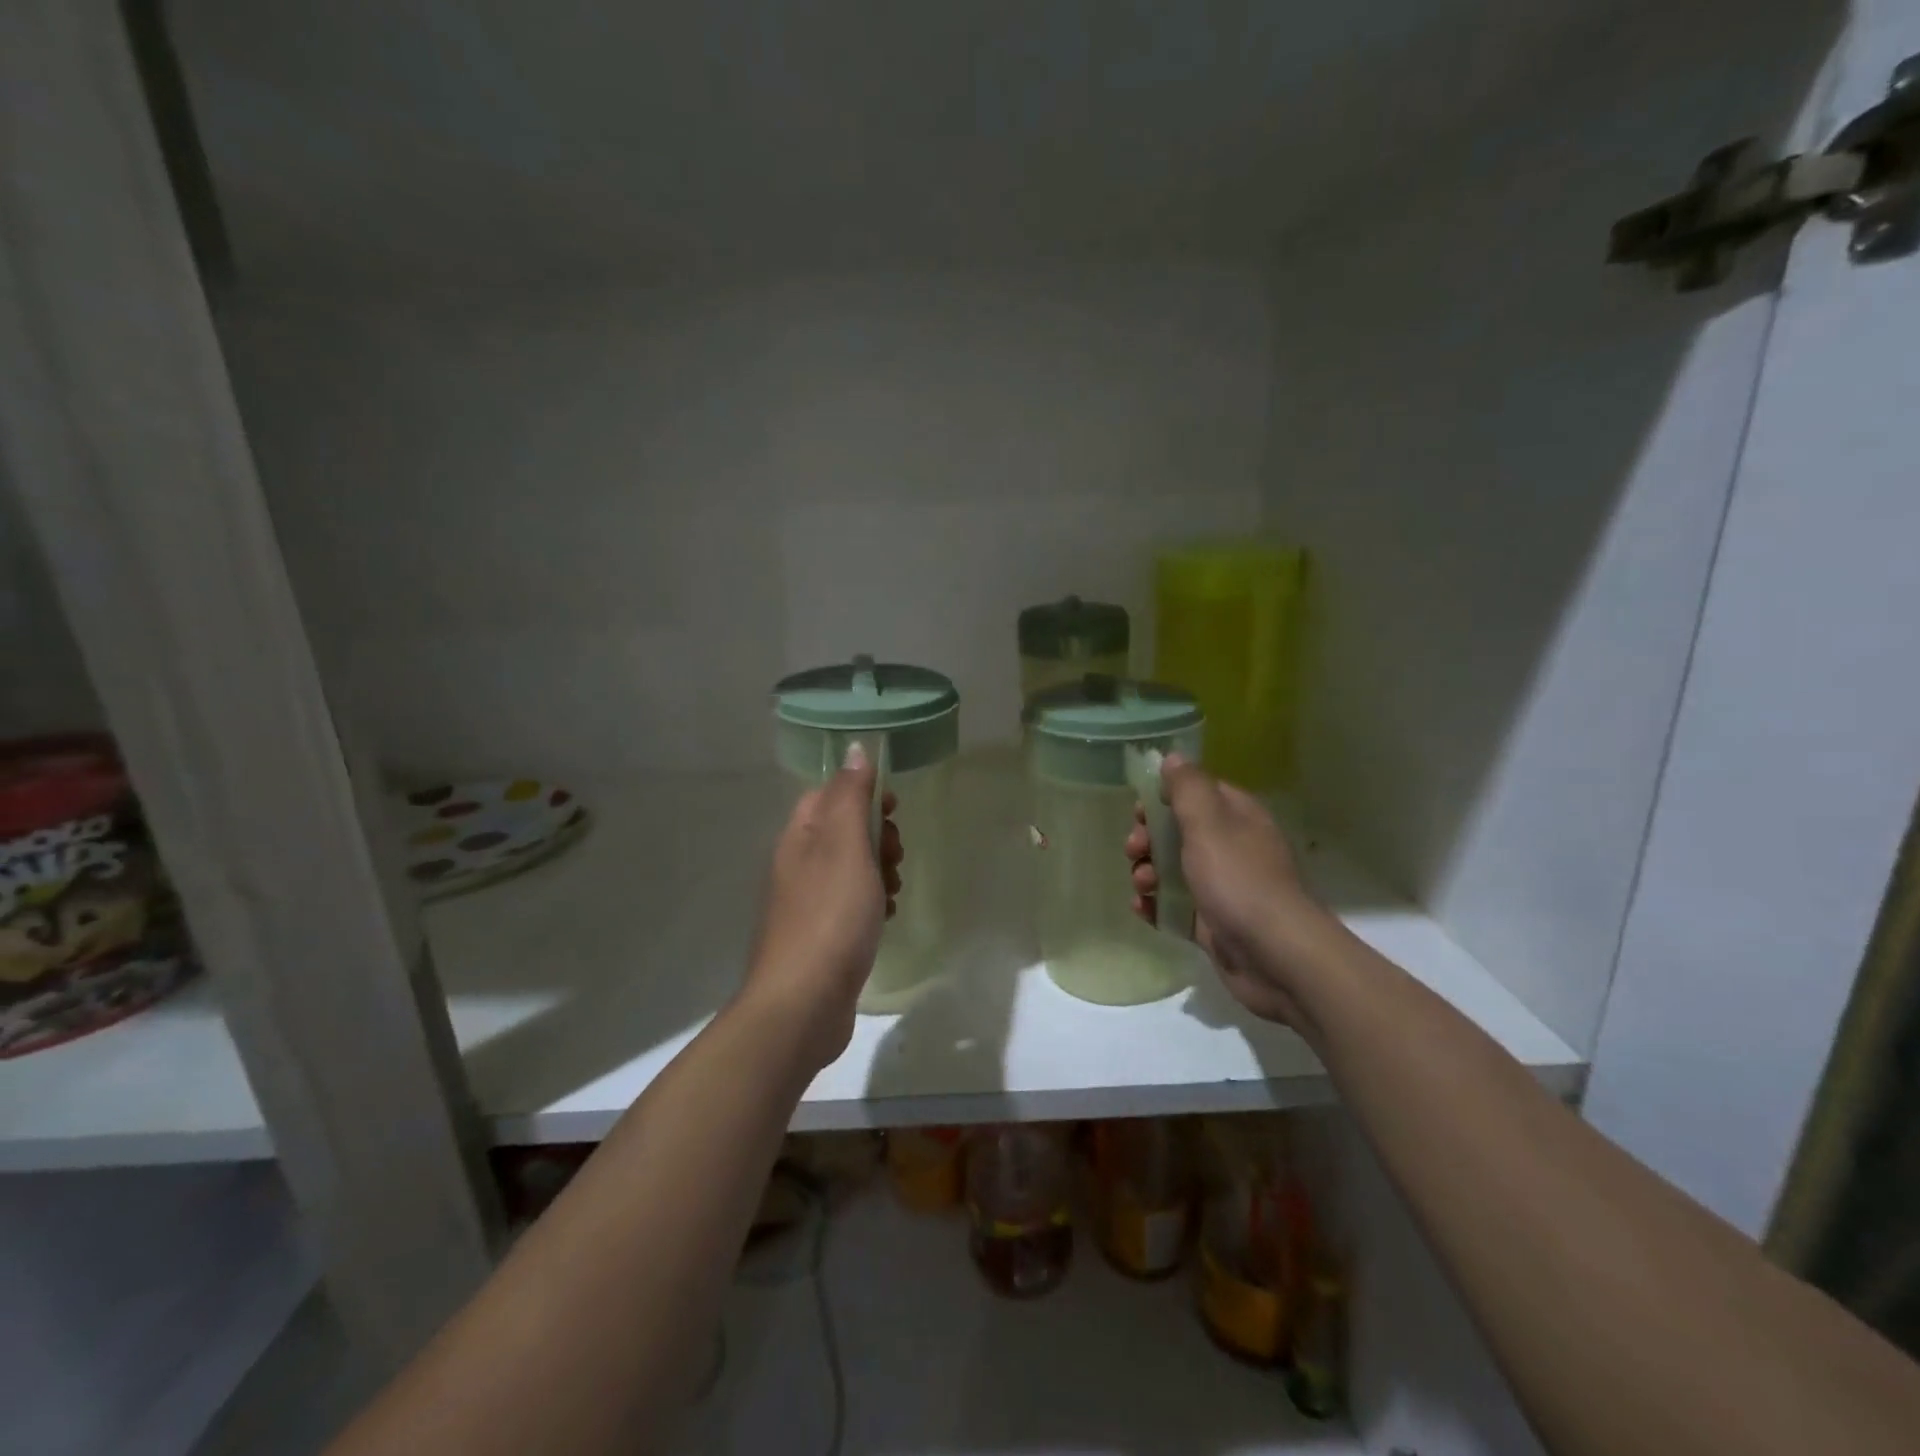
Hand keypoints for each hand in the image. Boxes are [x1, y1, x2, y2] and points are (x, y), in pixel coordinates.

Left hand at [742, 745, 902, 1070]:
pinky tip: (886, 918)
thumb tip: (853, 748)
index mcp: (799, 837)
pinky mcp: (821, 934)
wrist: (803, 1003)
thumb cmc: (831, 916)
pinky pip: (852, 902)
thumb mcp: (846, 846)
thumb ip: (851, 797)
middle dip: (878, 837)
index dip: (863, 793)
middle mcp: (798, 864)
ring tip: (893, 892)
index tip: (894, 810)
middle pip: (843, 830)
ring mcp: (807, 901)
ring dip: (880, 871)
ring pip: (852, 867)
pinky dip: (873, 903)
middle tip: (894, 858)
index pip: (829, 793)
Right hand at [1126, 755, 1327, 1027]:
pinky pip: (1176, 905)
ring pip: (1173, 869)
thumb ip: (1187, 788)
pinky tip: (1143, 910)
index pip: (1195, 793)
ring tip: (1142, 887)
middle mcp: (1231, 847)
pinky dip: (1156, 905)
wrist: (1274, 956)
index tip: (1138, 812)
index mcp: (1236, 817)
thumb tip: (1173, 757)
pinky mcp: (1213, 922)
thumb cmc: (1238, 880)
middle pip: (1178, 832)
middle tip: (1135, 851)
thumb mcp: (1208, 823)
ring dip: (1148, 873)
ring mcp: (1222, 886)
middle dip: (1148, 839)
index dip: (1162, 798)